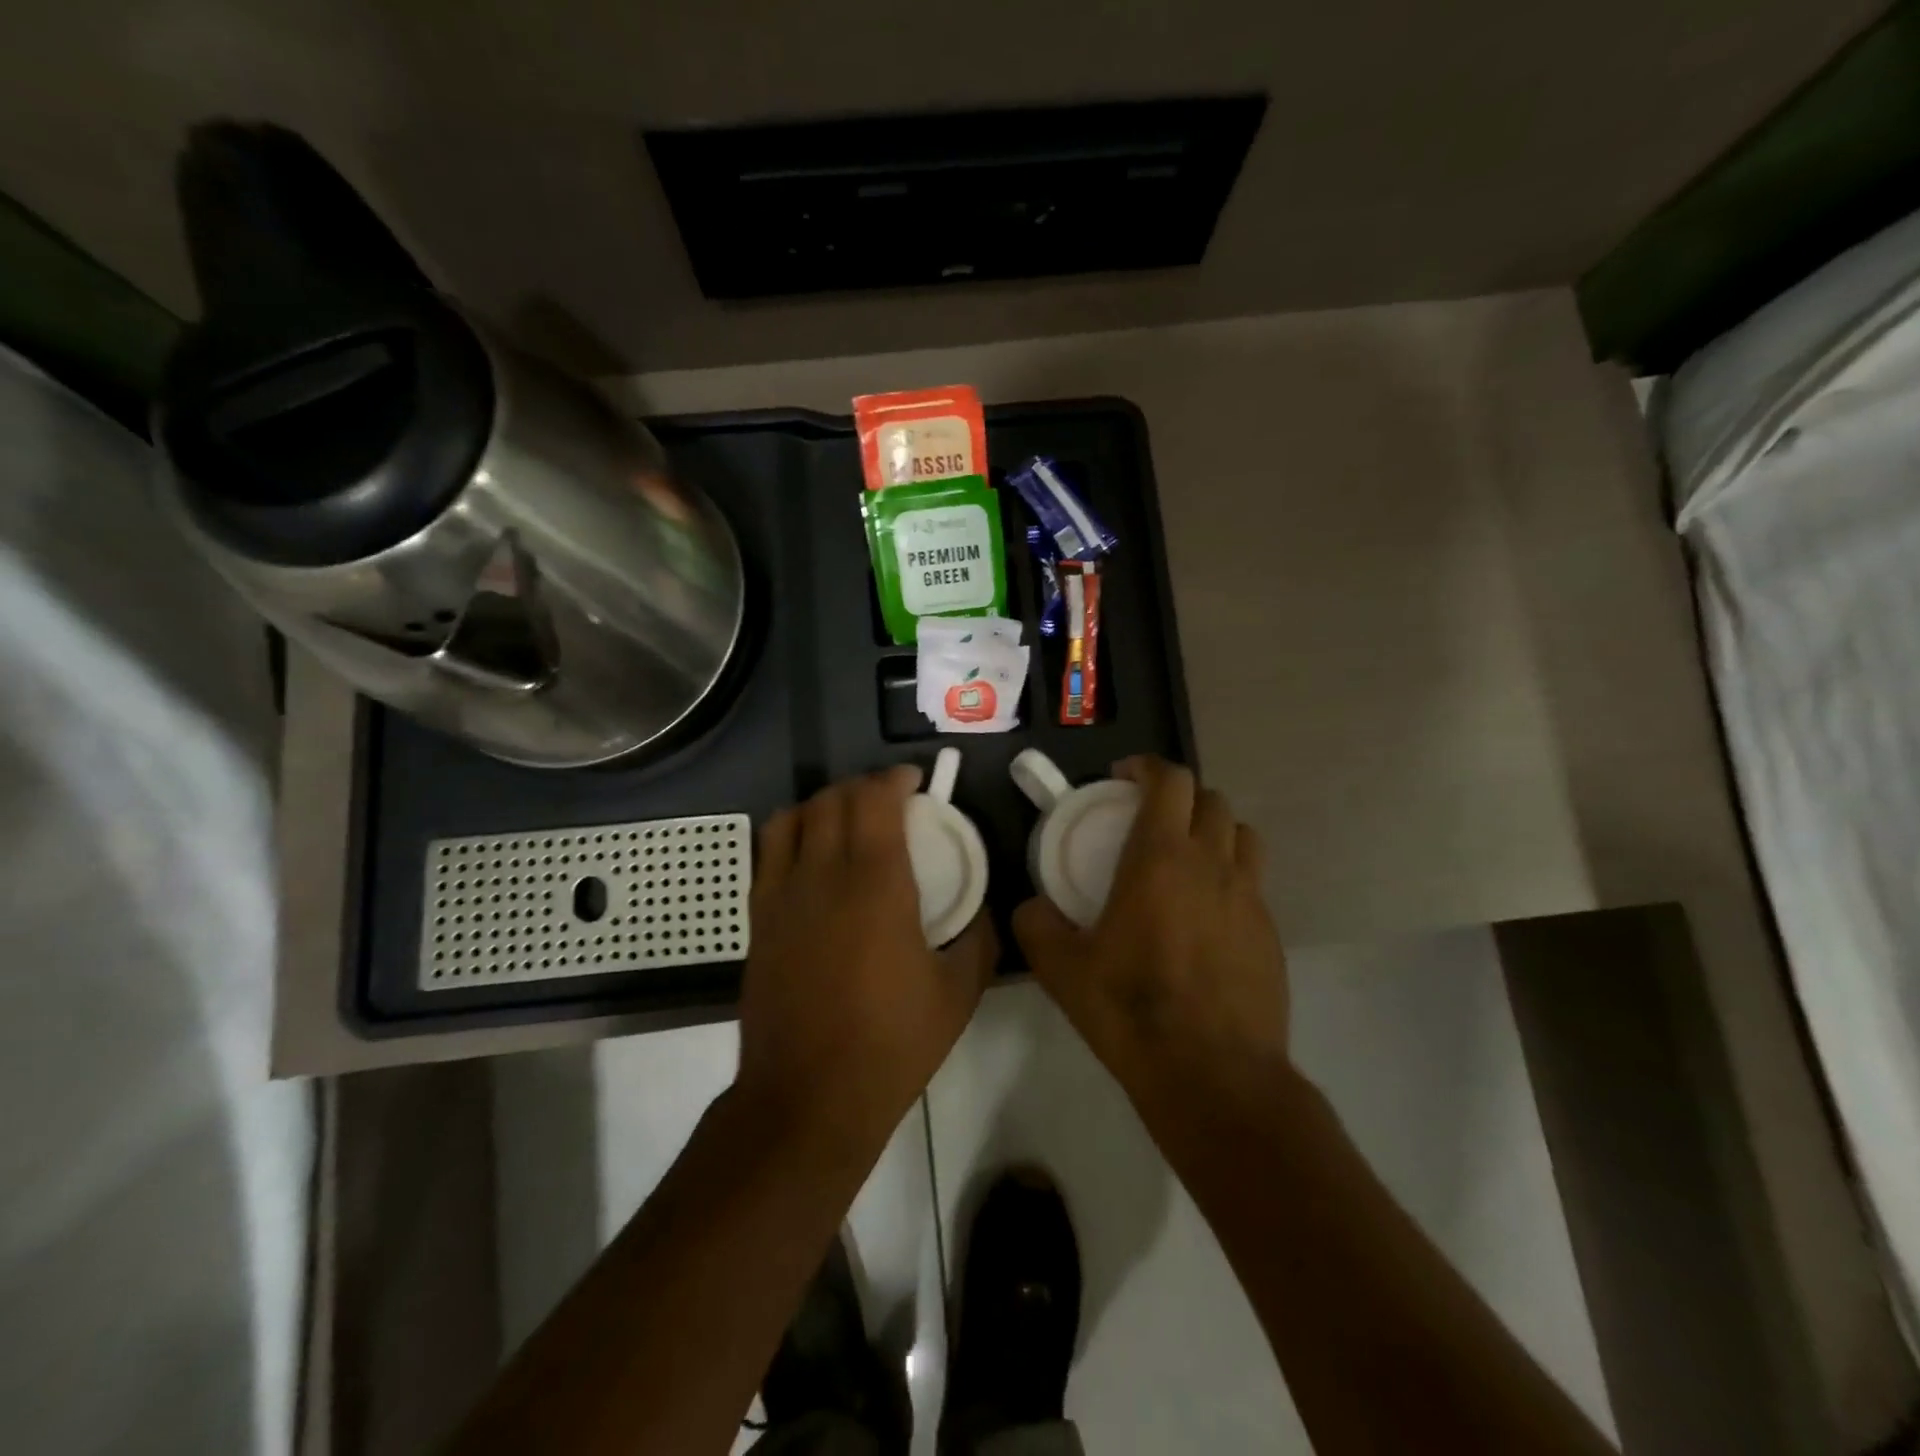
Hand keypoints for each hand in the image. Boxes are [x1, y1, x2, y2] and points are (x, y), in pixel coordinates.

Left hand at [736, 766, 996, 1149]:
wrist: (809, 1095)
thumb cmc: (891, 1042)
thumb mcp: (959, 993)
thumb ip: (978, 939)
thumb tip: (982, 911)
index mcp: (876, 884)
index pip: (875, 800)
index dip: (894, 778)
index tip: (914, 781)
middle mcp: (823, 875)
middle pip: (833, 799)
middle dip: (862, 786)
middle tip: (888, 800)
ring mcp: (782, 894)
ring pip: (793, 817)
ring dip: (823, 803)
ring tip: (847, 818)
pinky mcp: (759, 918)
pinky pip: (769, 852)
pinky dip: (792, 832)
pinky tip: (812, 855)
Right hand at [1013, 757, 1288, 1094]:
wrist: (1213, 1075)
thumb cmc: (1132, 1010)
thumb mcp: (1062, 969)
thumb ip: (1036, 925)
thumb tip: (1031, 907)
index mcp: (1161, 858)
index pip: (1170, 780)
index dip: (1147, 766)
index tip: (1123, 777)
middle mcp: (1213, 863)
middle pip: (1211, 798)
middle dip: (1180, 796)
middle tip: (1150, 819)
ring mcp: (1250, 897)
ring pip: (1242, 834)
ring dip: (1213, 830)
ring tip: (1186, 857)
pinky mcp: (1271, 932)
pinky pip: (1253, 882)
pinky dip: (1230, 876)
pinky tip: (1206, 916)